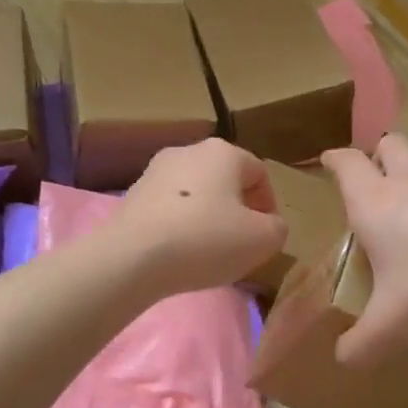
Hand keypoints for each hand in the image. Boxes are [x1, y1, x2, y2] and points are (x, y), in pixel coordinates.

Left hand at [107, 139, 287, 295]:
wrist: (132, 257)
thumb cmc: (206, 240)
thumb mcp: (262, 240)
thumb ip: (276, 228)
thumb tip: (267, 225)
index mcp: (222, 152)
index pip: (258, 172)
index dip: (269, 204)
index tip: (266, 235)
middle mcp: (187, 151)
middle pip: (224, 179)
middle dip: (236, 209)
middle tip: (240, 243)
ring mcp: (154, 171)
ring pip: (194, 193)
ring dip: (206, 217)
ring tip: (208, 252)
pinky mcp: (131, 196)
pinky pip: (168, 209)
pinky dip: (179, 226)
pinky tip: (178, 253)